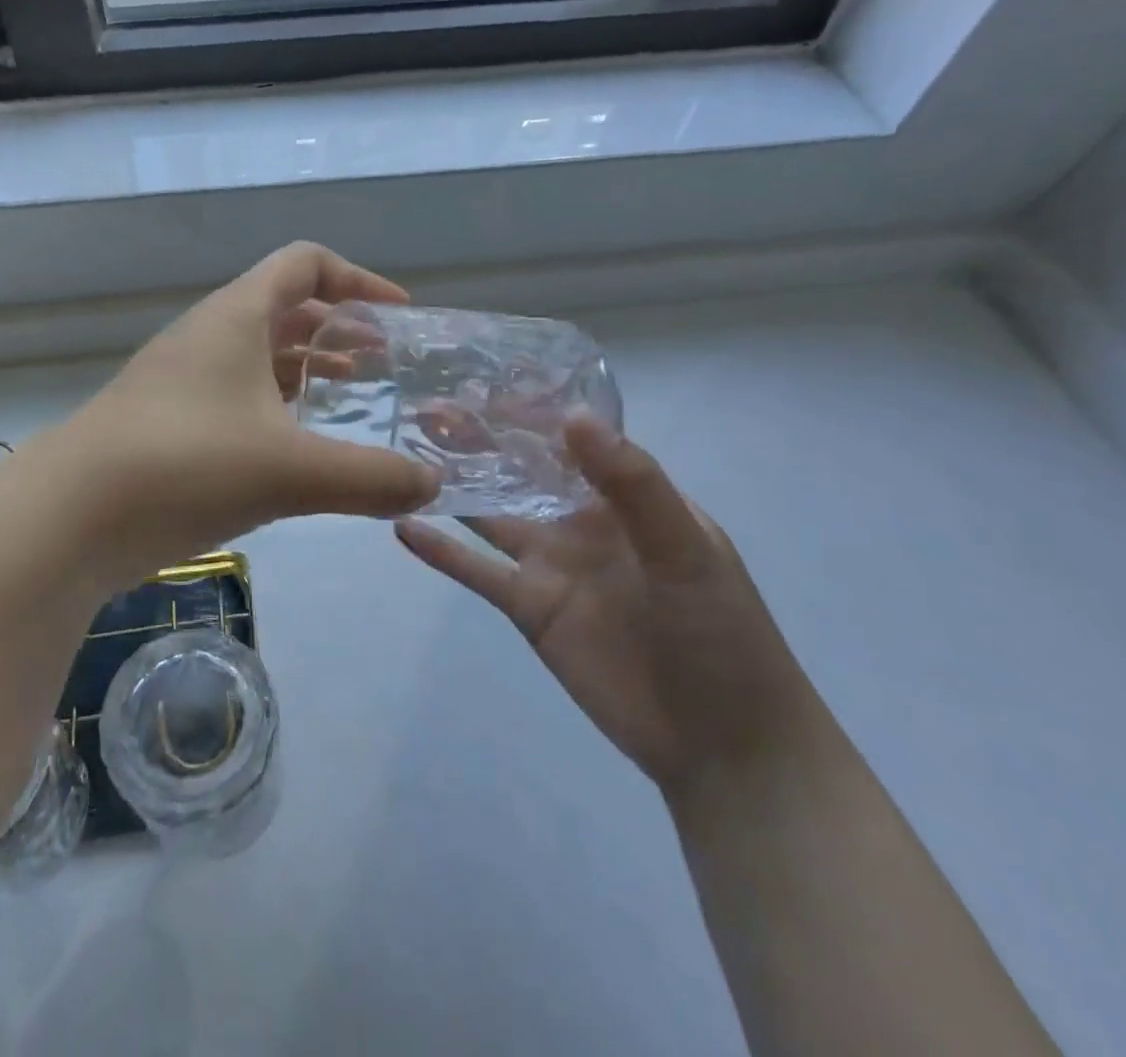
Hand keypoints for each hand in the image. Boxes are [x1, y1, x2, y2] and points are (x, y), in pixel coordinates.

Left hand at [57, 243, 439, 575]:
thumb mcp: (289, 471)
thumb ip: (369, 478)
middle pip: (283, 308)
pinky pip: (235, 396)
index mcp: (235, 317)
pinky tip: (296, 447)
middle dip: (338, 329)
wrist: (67, 516)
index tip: (400, 317)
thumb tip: (433, 485)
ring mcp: (181, 380)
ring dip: (306, 368)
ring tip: (351, 397)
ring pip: (257, 356)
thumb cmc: (183, 465)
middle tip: (384, 363)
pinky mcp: (167, 422)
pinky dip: (274, 407)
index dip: (358, 279)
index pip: (304, 264)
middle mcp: (207, 336)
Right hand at [394, 417, 820, 795]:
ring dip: (453, 486)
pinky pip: (477, 570)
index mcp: (624, 496)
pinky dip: (441, 550)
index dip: (526, 411)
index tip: (480, 382)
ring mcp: (550, 563)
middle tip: (426, 410)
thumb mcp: (686, 551)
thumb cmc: (721, 634)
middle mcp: (579, 520)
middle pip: (519, 470)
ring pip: (490, 513)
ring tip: (404, 454)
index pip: (569, 439)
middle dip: (478, 440)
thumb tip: (573, 418)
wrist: (722, 744)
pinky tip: (403, 527)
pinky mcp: (527, 606)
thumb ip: (633, 485)